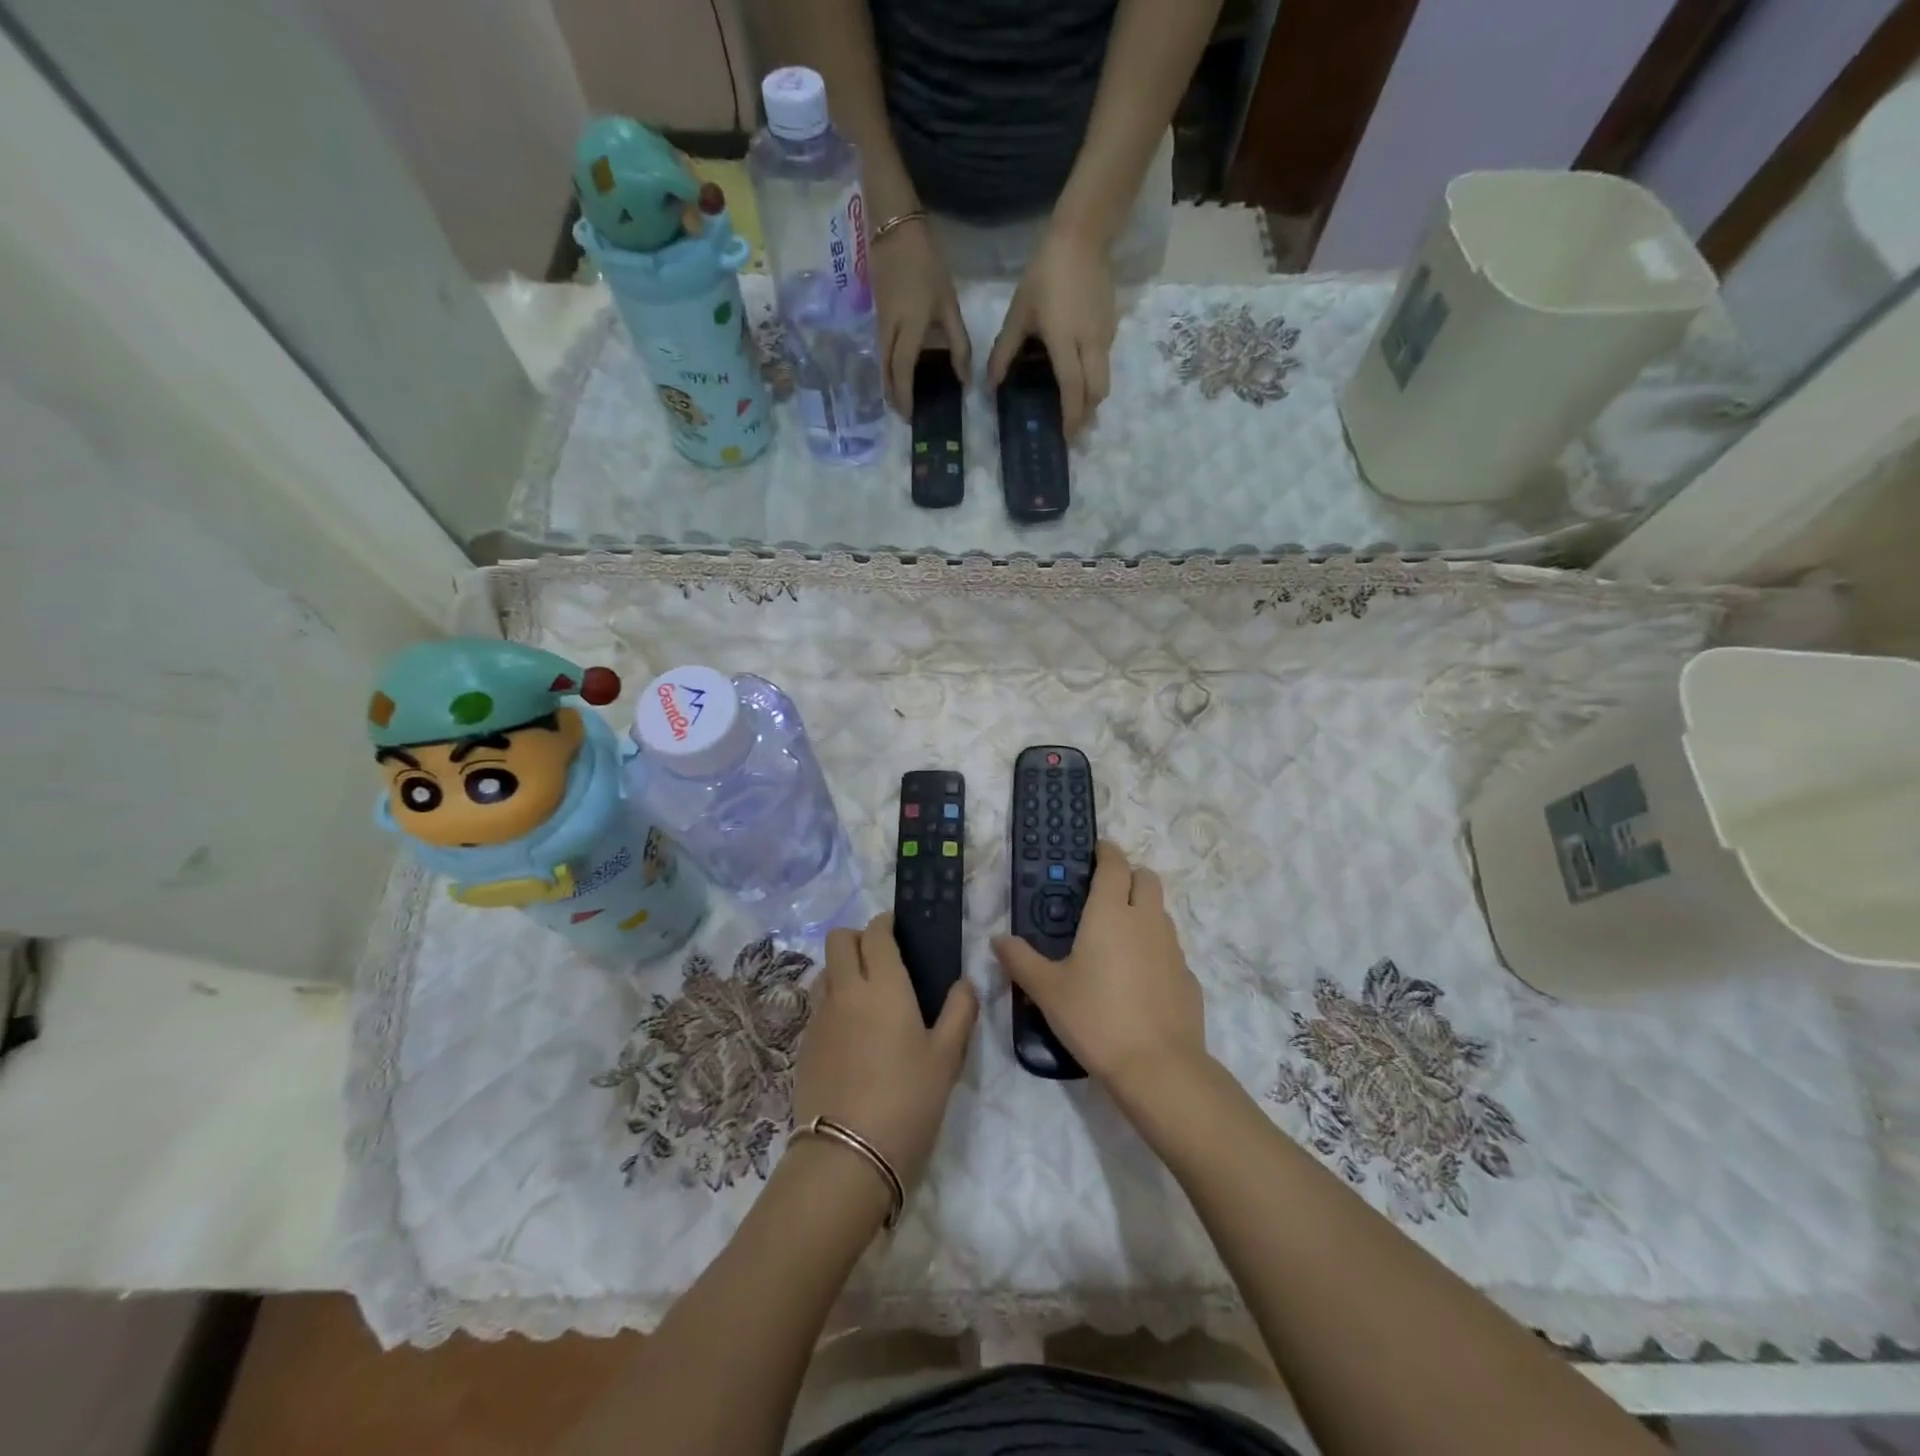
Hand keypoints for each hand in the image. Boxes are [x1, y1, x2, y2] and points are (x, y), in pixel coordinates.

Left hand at [793, 914, 976, 1201]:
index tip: (900, 931)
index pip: (875, 932)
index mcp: (882, 984)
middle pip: (838, 939)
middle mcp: (845, 990)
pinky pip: (817, 1005)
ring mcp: (819, 1017)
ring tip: (867, 997)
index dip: (886, 924)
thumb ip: (959, 1012)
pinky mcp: (804, 1045)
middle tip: (883, 960)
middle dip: (859, 938)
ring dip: (842, 969)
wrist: (847, 1156)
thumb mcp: (947, 1057)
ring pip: (824, 971)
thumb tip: (964, 983)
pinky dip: (833, 1003)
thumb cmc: (907, 1100)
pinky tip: (853, 1035)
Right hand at [871, 220, 970, 416]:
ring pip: (881, 361)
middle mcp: (888, 330)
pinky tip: (897, 370)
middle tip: (903, 414)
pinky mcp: (877, 313)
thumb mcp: (948, 303)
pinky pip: (881, 349)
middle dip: (893, 395)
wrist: (893, 227)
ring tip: (899, 398)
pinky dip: (888, 366)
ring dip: (888, 382)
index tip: (909, 415)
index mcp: (907, 328)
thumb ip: (958, 342)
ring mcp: (879, 321)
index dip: (905, 395)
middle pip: (886, 371)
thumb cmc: (926, 264)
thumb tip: (964, 378)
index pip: (902, 371)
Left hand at [987, 223, 1116, 439]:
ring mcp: (1105, 335)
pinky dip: (1095, 376)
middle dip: (1088, 414)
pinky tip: (1081, 376)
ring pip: (1105, 379)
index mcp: (1065, 342)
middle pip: (1097, 392)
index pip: (1073, 389)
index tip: (1067, 437)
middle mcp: (1090, 344)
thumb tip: (991, 385)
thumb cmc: (1044, 275)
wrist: (1082, 237)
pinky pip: (1105, 361)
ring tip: (1079, 409)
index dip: (1071, 417)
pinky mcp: (1113, 326)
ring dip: (1093, 398)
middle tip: (1075, 430)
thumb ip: (1004, 352)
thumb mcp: (1018, 314)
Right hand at [992, 841, 1204, 1097]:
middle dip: (1129, 875)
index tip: (1096, 850)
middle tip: (1105, 892)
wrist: (1158, 1067)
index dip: (1106, 852)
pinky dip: (1154, 949)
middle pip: (1146, 878)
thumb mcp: (1047, 990)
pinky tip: (1138, 978)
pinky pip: (1170, 949)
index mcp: (1110, 913)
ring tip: (1117, 937)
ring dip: (1143, 910)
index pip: (1114, 865)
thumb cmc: (1096, 1018)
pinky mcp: (1188, 977)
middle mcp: (1146, 920)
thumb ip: (1020, 960)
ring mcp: (1173, 948)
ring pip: (1161, 912)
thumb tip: (998, 939)